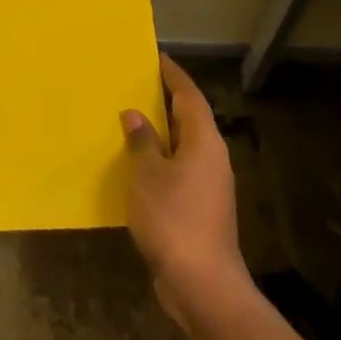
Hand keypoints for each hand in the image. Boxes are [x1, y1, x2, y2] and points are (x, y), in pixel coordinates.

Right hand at [121, 55, 249, 325]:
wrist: (201, 281)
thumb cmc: (173, 217)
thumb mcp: (148, 174)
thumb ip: (142, 141)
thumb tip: (135, 114)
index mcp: (204, 141)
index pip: (189, 96)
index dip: (173, 75)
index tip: (155, 57)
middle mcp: (211, 158)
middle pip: (189, 119)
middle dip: (164, 102)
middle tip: (134, 85)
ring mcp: (208, 185)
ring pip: (183, 147)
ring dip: (159, 134)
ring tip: (128, 121)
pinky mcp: (200, 208)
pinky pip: (177, 171)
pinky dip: (158, 162)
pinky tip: (134, 167)